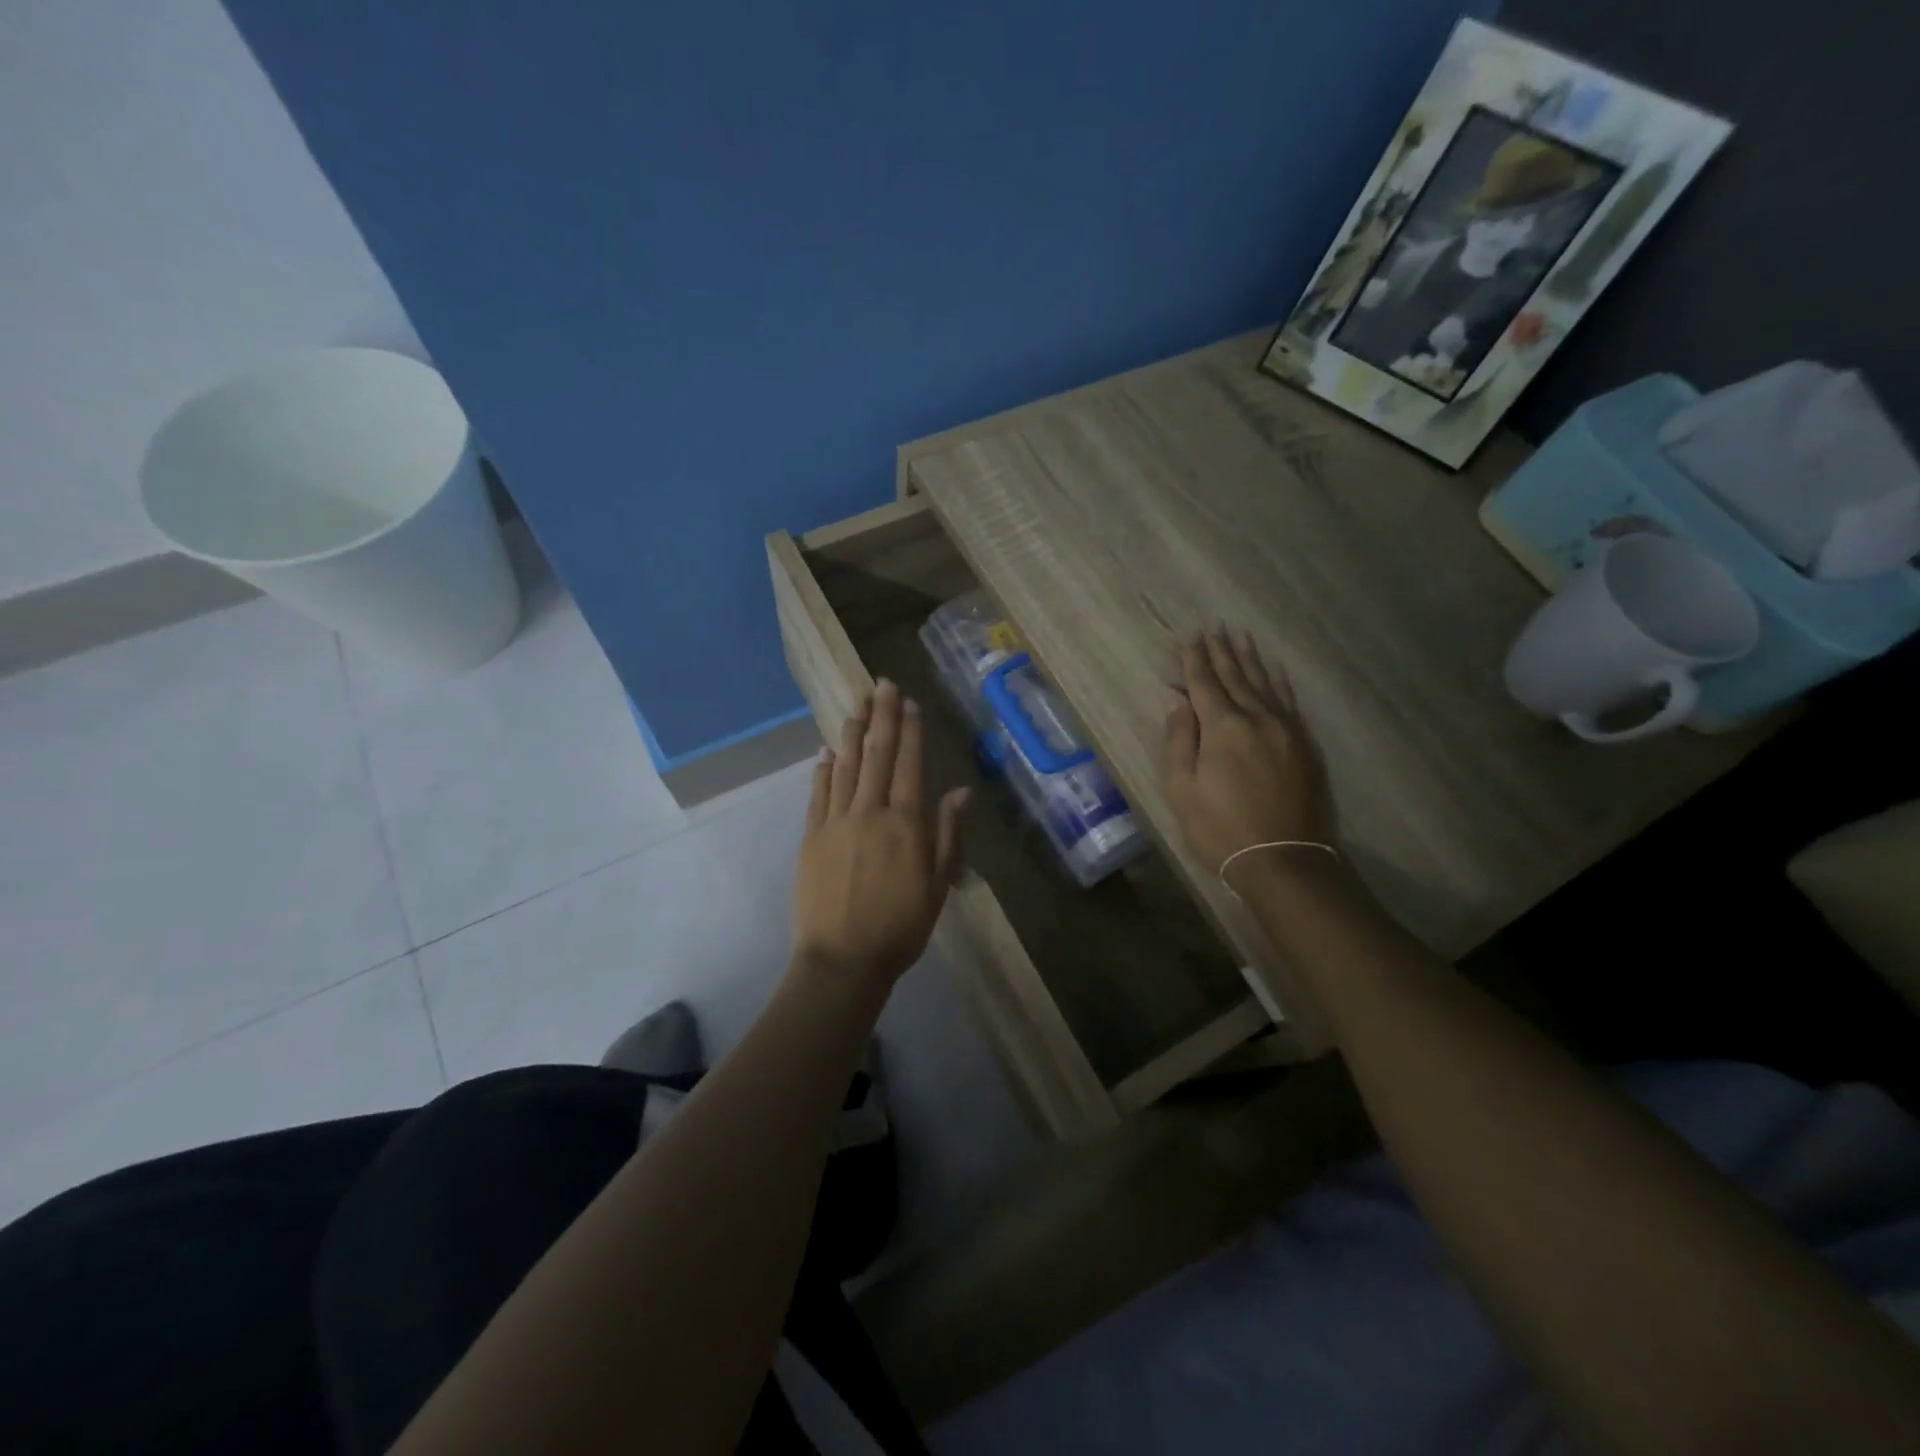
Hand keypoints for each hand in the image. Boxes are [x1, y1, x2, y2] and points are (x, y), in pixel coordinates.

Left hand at [793, 681, 968, 987]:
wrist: (842, 960)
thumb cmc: (900, 927)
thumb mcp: (937, 886)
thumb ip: (948, 835)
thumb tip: (960, 792)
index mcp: (905, 823)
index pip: (909, 764)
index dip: (910, 731)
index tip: (909, 702)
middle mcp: (870, 812)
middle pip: (876, 754)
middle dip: (882, 717)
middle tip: (882, 684)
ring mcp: (835, 821)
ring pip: (845, 766)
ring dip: (852, 732)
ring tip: (857, 704)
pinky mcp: (811, 836)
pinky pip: (818, 793)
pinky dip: (823, 768)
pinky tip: (827, 749)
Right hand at [1163, 628, 1335, 889]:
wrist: (1285, 861)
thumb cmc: (1220, 828)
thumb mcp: (1183, 788)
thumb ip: (1179, 738)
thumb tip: (1175, 698)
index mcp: (1223, 727)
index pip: (1204, 683)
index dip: (1193, 660)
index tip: (1189, 637)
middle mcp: (1257, 718)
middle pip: (1236, 677)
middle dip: (1221, 651)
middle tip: (1214, 626)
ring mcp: (1287, 730)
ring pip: (1265, 684)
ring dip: (1250, 659)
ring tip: (1240, 636)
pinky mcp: (1305, 746)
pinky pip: (1290, 702)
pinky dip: (1279, 682)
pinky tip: (1275, 671)